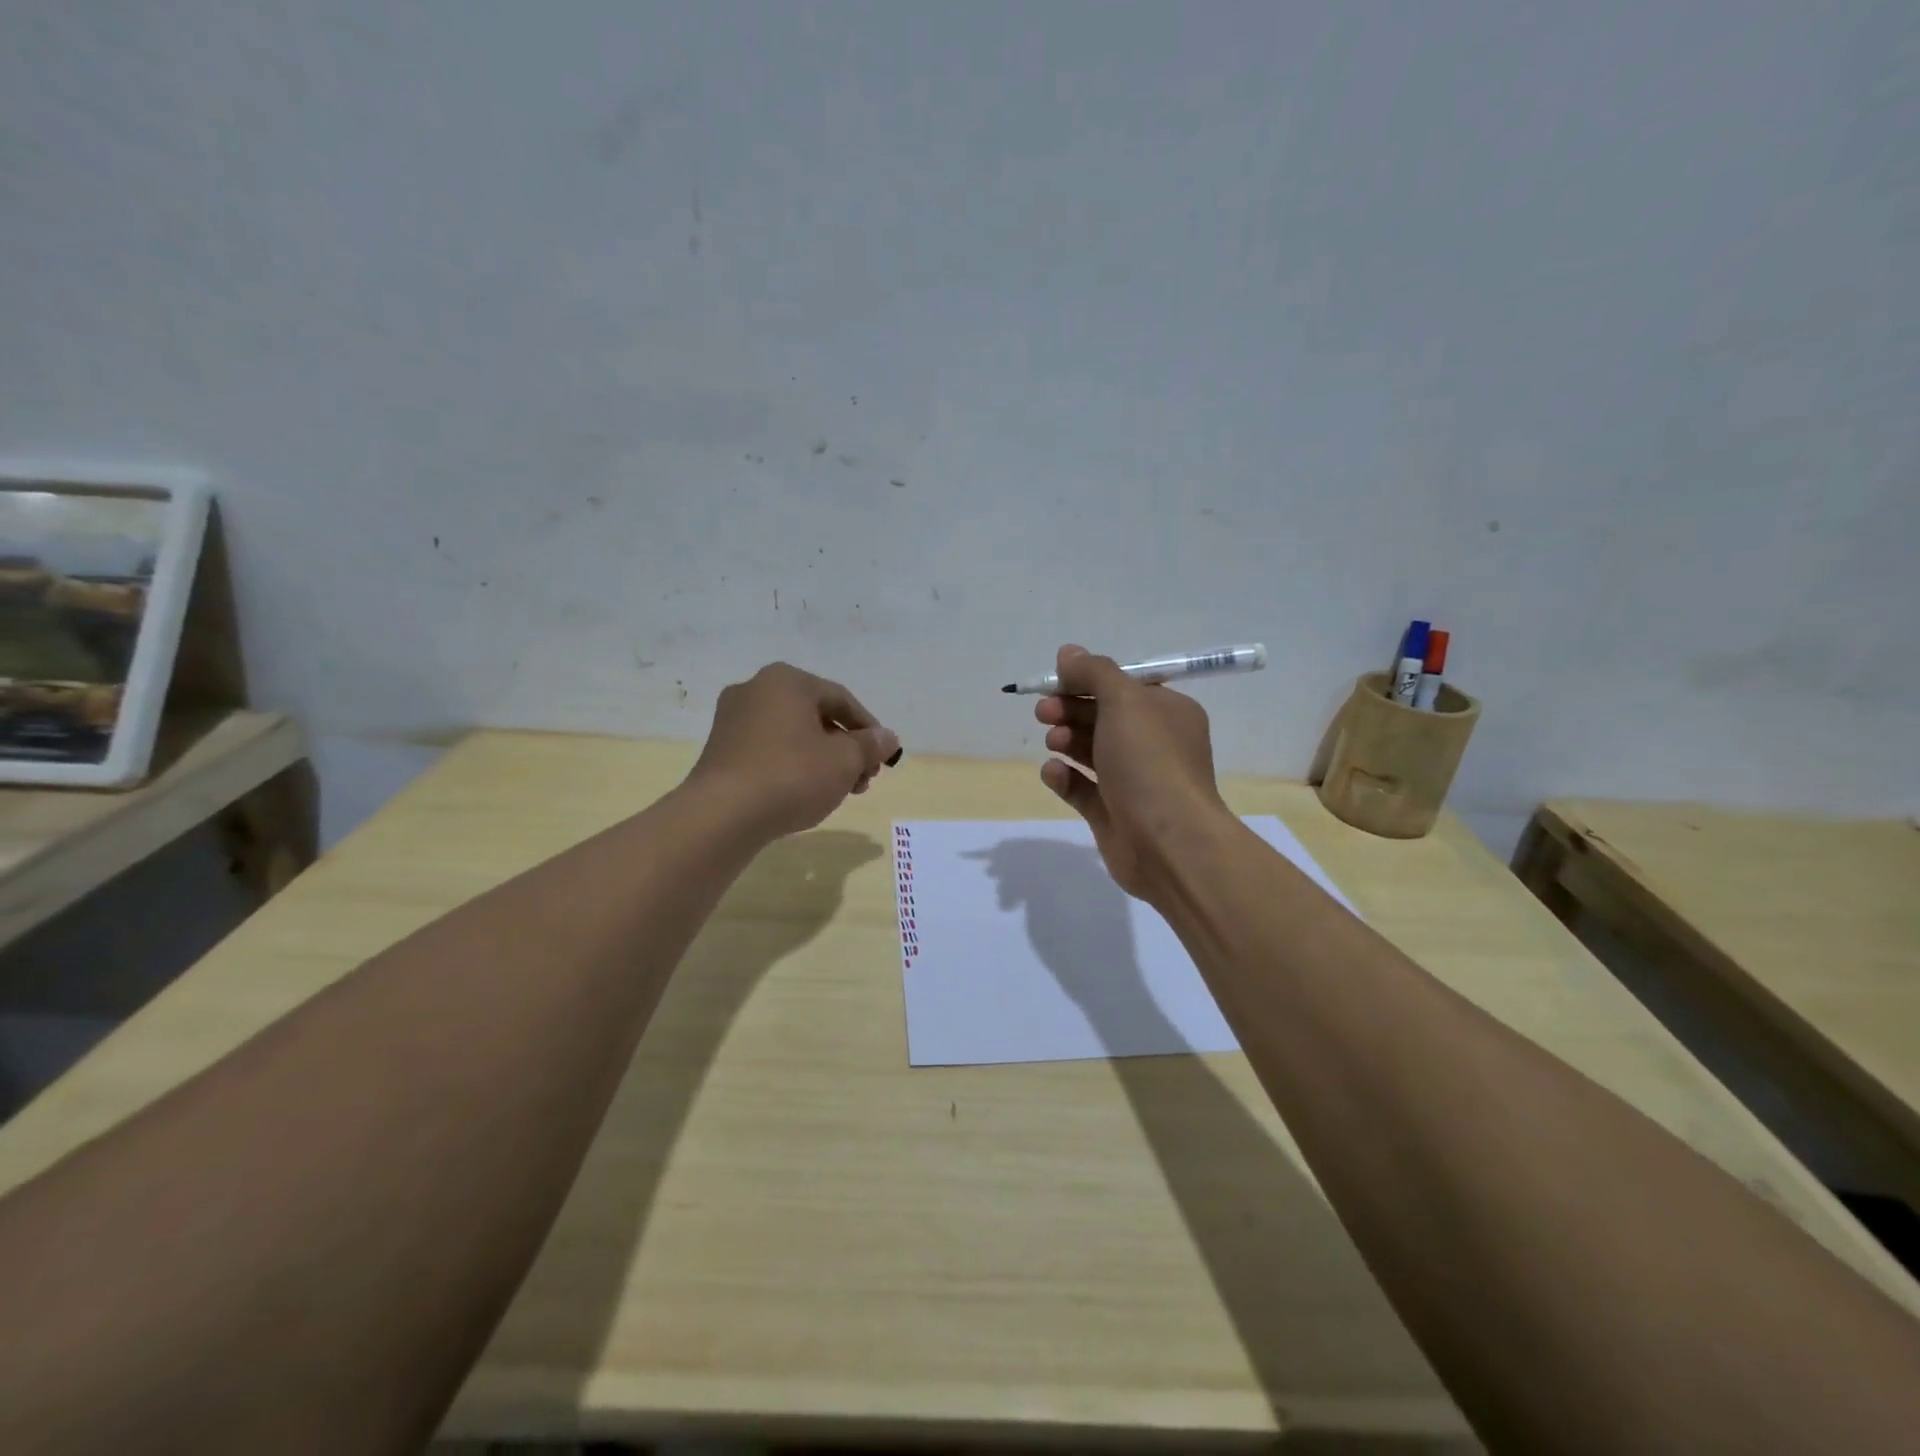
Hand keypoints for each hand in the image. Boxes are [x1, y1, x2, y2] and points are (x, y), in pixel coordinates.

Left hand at [689, 663, 900, 839]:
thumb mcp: (844, 761)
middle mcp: (756, 690)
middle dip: (846, 749)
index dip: (869, 730)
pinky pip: (769, 751)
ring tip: (839, 792)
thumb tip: (887, 737)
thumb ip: (870, 745)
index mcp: (787, 681)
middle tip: (864, 779)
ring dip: (823, 760)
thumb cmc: (791, 776)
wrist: (722, 816)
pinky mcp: (720, 750)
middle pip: (816, 717)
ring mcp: (733, 719)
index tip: (883, 758)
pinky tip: (805, 794)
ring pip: (793, 735)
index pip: (842, 700)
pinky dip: (793, 767)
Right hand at [1036, 644, 1228, 900]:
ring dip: (1066, 740)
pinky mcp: (1112, 813)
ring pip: (1090, 751)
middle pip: (1102, 717)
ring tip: (1052, 742)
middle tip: (1044, 712)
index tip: (1054, 681)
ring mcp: (1133, 782)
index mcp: (1167, 713)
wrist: (1168, 842)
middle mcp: (1153, 745)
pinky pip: (1082, 788)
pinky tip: (1053, 773)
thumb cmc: (1150, 761)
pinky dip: (1064, 777)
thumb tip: (1068, 652)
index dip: (1086, 681)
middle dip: (1070, 710)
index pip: (1123, 687)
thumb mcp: (1125, 702)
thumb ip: (1094, 673)